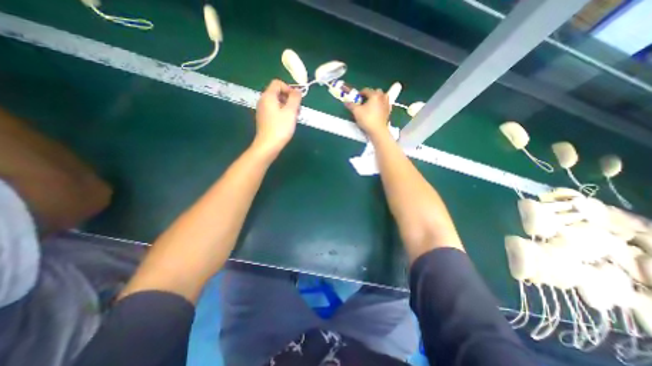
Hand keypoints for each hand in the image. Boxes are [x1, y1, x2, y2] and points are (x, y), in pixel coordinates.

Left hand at [254, 79, 300, 155]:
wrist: (268, 145)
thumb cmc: (280, 127)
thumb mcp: (291, 111)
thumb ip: (295, 98)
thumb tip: (298, 90)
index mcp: (268, 96)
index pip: (277, 83)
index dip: (289, 88)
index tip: (296, 99)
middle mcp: (263, 101)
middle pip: (277, 93)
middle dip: (289, 99)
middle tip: (297, 110)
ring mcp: (263, 110)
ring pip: (277, 103)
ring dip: (287, 107)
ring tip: (294, 117)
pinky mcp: (264, 119)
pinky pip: (274, 111)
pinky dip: (282, 113)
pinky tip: (288, 122)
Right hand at [343, 89, 388, 138]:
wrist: (377, 130)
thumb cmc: (367, 119)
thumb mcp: (356, 111)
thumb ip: (351, 105)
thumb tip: (346, 102)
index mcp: (374, 95)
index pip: (366, 90)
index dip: (360, 93)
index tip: (357, 97)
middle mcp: (382, 97)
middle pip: (376, 92)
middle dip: (370, 94)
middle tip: (365, 100)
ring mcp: (387, 104)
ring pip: (383, 97)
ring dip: (378, 98)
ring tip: (372, 103)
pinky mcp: (388, 112)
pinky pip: (385, 104)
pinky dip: (382, 104)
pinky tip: (378, 109)